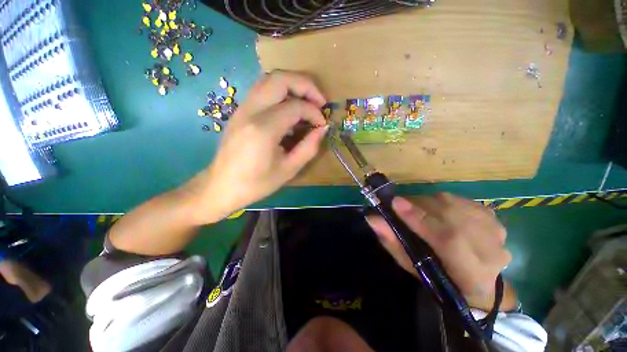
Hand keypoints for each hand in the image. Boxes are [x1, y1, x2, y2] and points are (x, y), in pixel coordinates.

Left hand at [186, 71, 327, 223]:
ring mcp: (242, 108)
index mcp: (263, 129)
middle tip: (319, 101)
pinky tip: (289, 110)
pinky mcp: (240, 111)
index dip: (314, 112)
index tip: (322, 124)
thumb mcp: (288, 170)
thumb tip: (323, 128)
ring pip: (269, 79)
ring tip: (306, 102)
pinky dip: (281, 92)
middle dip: (305, 85)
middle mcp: (250, 111)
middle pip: (280, 78)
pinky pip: (262, 90)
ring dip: (292, 85)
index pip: (295, 106)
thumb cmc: (256, 183)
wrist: (221, 186)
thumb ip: (309, 147)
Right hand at [367, 193, 515, 310]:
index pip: (447, 239)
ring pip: (453, 203)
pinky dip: (440, 201)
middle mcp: (490, 249)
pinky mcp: (492, 216)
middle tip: (398, 204)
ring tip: (414, 208)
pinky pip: (458, 199)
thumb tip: (372, 219)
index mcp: (470, 273)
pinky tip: (434, 209)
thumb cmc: (441, 280)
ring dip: (427, 202)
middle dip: (418, 206)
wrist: (481, 283)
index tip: (395, 203)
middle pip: (449, 215)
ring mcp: (495, 230)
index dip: (419, 218)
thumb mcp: (413, 267)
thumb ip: (393, 243)